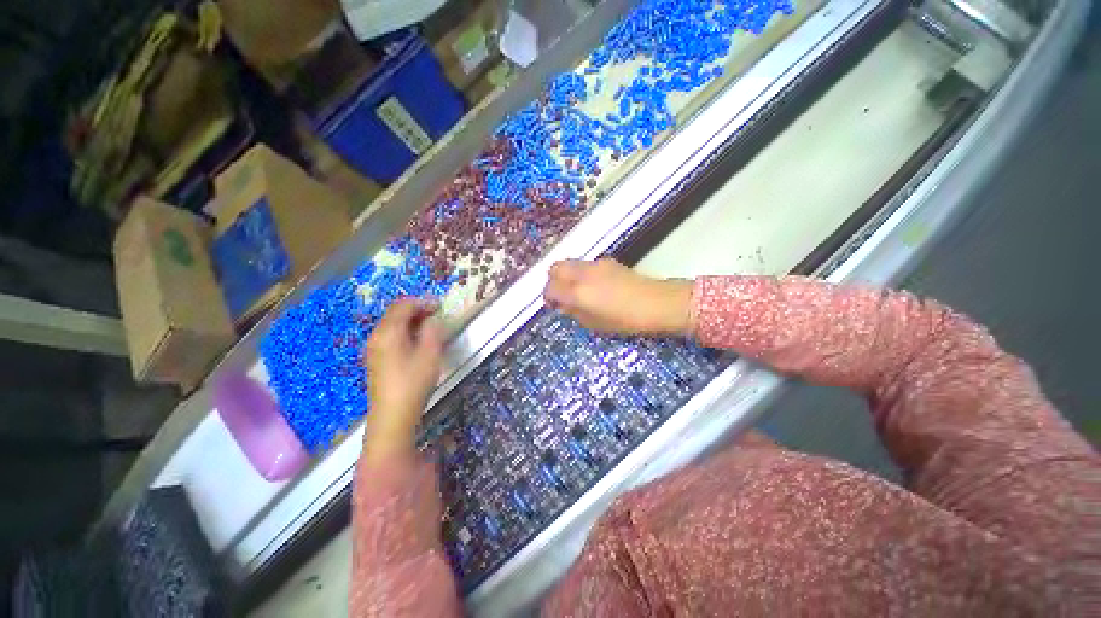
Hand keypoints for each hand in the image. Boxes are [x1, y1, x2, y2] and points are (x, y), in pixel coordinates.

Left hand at [363, 299, 443, 462]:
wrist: (392, 416)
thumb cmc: (413, 382)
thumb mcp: (430, 353)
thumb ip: (433, 330)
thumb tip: (433, 319)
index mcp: (388, 331)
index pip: (403, 305)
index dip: (423, 302)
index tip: (441, 307)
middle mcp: (376, 336)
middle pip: (396, 313)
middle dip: (417, 311)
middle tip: (437, 316)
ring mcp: (374, 349)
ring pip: (393, 325)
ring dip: (412, 322)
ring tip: (431, 329)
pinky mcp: (376, 360)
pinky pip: (390, 337)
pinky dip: (405, 333)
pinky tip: (417, 344)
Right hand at [544, 258, 693, 335]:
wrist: (656, 303)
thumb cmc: (625, 320)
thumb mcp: (595, 324)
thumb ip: (574, 312)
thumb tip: (563, 305)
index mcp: (577, 292)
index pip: (550, 288)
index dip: (548, 297)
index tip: (553, 305)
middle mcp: (582, 274)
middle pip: (555, 268)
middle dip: (553, 281)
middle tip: (561, 295)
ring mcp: (595, 265)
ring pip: (569, 263)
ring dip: (567, 275)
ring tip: (577, 290)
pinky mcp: (607, 261)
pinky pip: (585, 264)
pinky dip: (580, 273)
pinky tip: (594, 285)